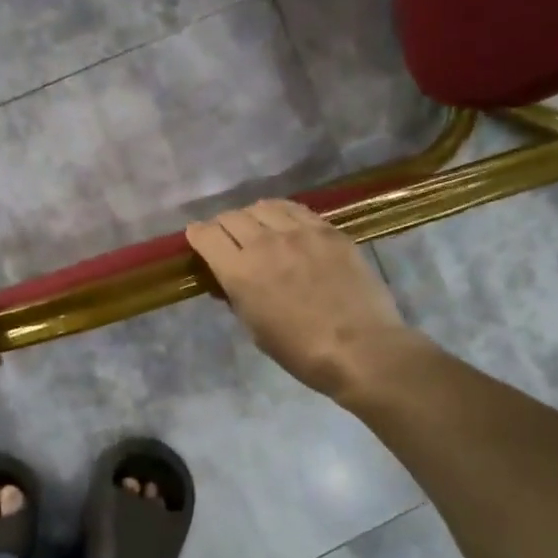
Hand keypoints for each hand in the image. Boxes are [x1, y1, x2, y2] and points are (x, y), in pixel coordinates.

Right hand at [186, 200, 421, 402]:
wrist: (360, 349)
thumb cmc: (300, 351)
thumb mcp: (255, 329)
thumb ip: (237, 297)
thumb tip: (228, 281)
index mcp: (240, 272)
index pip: (206, 235)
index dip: (197, 235)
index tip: (198, 240)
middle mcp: (265, 243)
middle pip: (232, 216)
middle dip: (222, 226)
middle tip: (226, 238)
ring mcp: (301, 233)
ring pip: (264, 206)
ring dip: (252, 216)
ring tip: (257, 228)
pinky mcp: (329, 231)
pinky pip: (297, 210)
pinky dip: (282, 213)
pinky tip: (286, 225)